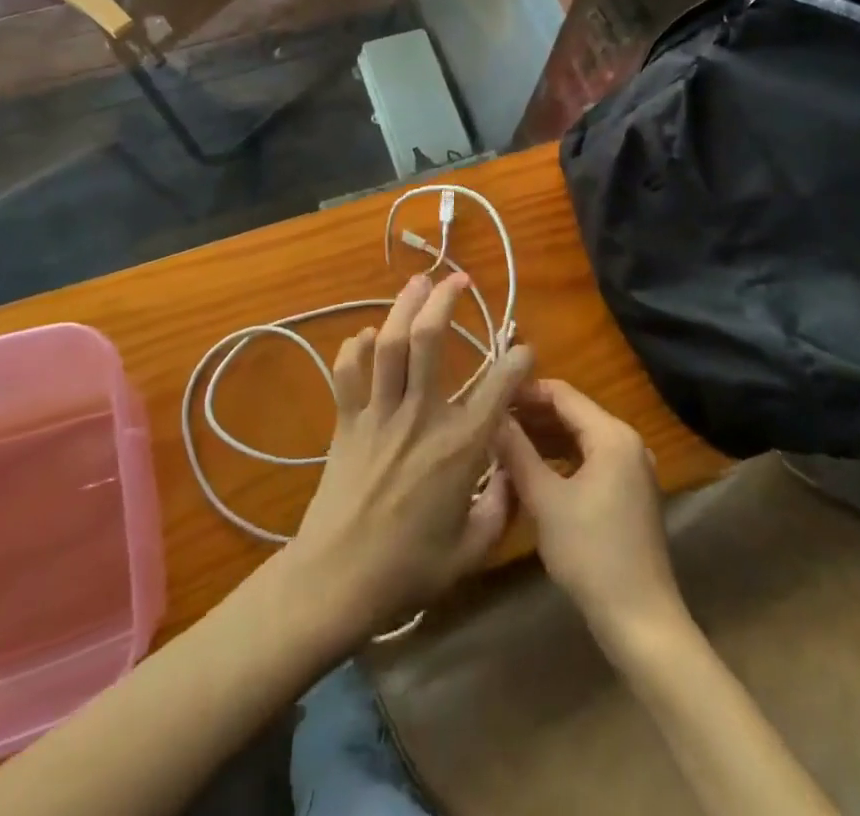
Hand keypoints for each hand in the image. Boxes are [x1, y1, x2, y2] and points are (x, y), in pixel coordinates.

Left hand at [289, 272, 533, 637]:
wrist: (335, 581)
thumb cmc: (408, 571)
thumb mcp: (471, 551)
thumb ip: (500, 509)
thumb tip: (512, 476)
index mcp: (458, 447)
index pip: (497, 388)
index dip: (516, 361)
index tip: (524, 347)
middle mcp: (419, 417)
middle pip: (429, 341)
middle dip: (445, 302)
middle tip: (458, 278)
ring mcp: (378, 414)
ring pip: (390, 344)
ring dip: (404, 307)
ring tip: (418, 283)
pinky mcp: (346, 422)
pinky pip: (348, 374)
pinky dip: (355, 349)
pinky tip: (366, 334)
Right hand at [497, 380, 683, 649]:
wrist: (640, 620)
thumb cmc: (590, 553)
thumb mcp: (544, 499)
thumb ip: (516, 451)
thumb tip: (492, 417)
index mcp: (612, 435)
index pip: (562, 394)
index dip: (525, 392)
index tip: (490, 397)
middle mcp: (627, 442)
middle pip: (572, 413)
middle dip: (532, 416)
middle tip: (491, 422)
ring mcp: (632, 468)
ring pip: (580, 438)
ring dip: (544, 439)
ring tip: (504, 445)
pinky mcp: (630, 492)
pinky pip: (590, 460)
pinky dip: (562, 460)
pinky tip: (532, 471)